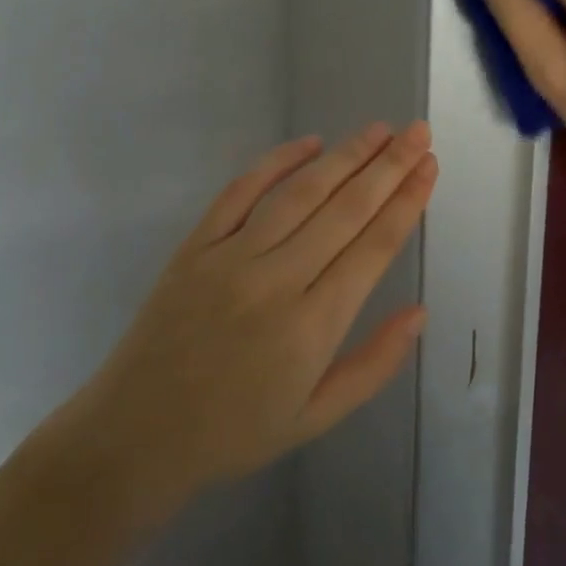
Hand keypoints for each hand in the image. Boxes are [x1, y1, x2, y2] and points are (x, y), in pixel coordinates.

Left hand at [56, 123, 435, 510]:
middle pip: (345, 210)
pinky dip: (276, 162)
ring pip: (301, 193)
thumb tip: (419, 311)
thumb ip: (374, 365)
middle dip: (389, 166)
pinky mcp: (196, 246)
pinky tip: (310, 142)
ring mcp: (231, 258)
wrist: (136, 435)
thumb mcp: (317, 416)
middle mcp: (276, 281)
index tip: (430, 167)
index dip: (407, 202)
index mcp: (312, 327)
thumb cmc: (236, 431)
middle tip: (418, 132)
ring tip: (379, 131)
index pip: (374, 247)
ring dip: (345, 156)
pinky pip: (240, 192)